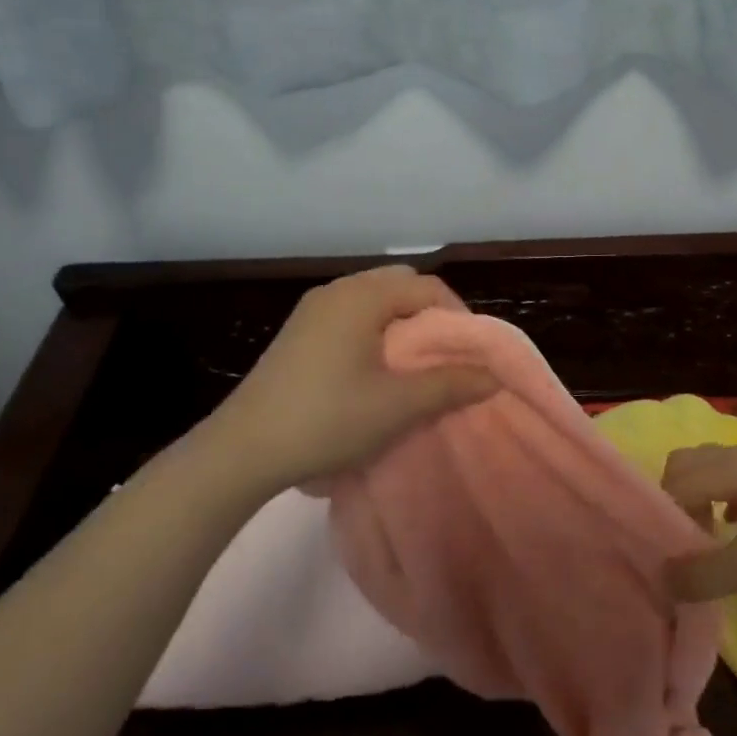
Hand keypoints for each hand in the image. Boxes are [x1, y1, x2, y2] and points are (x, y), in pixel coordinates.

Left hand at [209, 266, 497, 490]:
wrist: (242, 450)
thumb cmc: (327, 420)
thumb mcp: (398, 406)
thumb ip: (451, 385)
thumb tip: (493, 376)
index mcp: (362, 296)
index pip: (427, 286)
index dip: (458, 316)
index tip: (468, 354)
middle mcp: (336, 291)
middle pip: (400, 285)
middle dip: (430, 315)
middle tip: (443, 355)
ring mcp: (312, 310)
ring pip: (374, 300)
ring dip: (401, 324)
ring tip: (413, 365)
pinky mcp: (298, 333)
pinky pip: (350, 315)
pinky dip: (374, 331)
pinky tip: (374, 370)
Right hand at [661, 444, 736, 601]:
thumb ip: (698, 574)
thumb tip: (660, 579)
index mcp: (731, 466)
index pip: (676, 481)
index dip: (664, 515)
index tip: (669, 551)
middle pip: (687, 463)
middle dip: (676, 497)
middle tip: (684, 538)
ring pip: (711, 467)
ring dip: (699, 496)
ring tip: (707, 536)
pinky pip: (733, 475)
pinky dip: (721, 495)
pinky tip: (736, 529)